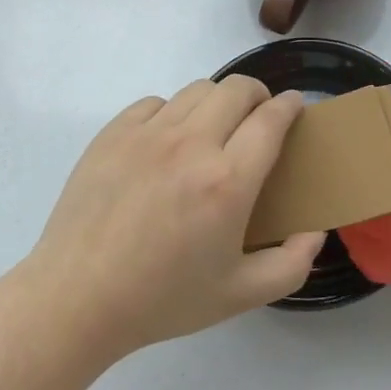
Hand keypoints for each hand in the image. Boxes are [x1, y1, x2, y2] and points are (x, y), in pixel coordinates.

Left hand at [23, 77, 322, 360]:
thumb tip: (314, 230)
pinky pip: (155, 102)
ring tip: (213, 129)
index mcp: (228, 182)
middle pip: (238, 88)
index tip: (295, 107)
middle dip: (258, 96)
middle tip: (257, 119)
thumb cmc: (162, 300)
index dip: (290, 105)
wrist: (76, 301)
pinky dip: (172, 113)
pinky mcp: (113, 134)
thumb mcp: (240, 296)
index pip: (271, 119)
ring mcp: (148, 134)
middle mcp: (192, 145)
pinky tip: (167, 142)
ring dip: (217, 102)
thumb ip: (291, 264)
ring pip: (198, 90)